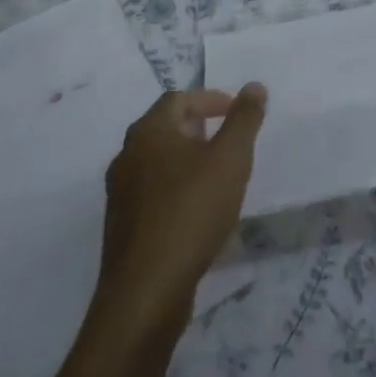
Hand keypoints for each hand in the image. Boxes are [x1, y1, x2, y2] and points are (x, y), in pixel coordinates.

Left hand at [95, 85, 267, 337]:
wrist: (146, 290)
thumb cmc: (191, 212)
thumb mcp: (230, 160)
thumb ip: (244, 120)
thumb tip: (254, 86)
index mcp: (148, 132)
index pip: (178, 99)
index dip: (210, 100)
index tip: (236, 112)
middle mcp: (127, 156)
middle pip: (165, 128)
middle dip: (199, 129)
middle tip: (229, 142)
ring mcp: (120, 193)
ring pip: (158, 162)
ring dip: (188, 160)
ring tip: (219, 177)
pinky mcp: (123, 226)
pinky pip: (153, 193)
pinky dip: (177, 189)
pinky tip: (198, 212)